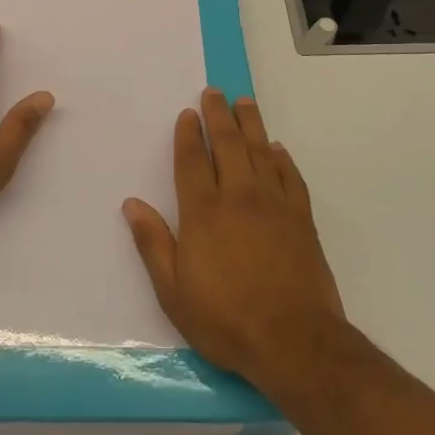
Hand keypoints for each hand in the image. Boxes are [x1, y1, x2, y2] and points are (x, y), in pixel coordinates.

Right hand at [122, 90, 344, 388]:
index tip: (188, 114)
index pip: (192, 161)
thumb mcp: (173, 291)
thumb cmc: (226, 319)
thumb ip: (153, 243)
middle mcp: (238, 197)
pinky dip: (282, 159)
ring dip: (251, 124)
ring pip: (261, 152)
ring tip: (244, 102)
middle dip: (218, 115)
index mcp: (203, 212)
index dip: (188, 135)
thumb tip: (132, 203)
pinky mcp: (302, 220)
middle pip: (227, 145)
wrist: (295, 342)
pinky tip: (277, 149)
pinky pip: (291, 177)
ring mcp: (274, 205)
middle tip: (214, 92)